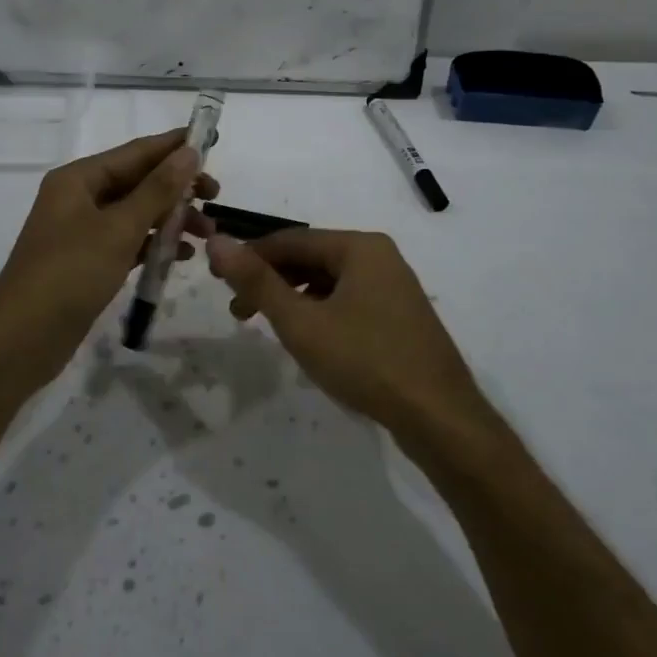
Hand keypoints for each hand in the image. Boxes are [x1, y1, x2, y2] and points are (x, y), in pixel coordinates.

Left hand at [0, 130, 218, 362]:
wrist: (22, 339)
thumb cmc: (71, 273)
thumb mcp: (119, 228)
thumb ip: (158, 190)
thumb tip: (189, 152)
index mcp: (78, 179)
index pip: (135, 152)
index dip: (174, 146)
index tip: (212, 141)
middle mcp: (78, 198)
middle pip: (137, 182)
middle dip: (177, 189)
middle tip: (216, 197)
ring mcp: (82, 231)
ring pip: (136, 213)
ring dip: (170, 218)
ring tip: (206, 234)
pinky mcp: (87, 261)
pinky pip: (128, 241)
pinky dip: (153, 244)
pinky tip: (180, 255)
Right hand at [206, 229, 482, 432]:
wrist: (440, 417)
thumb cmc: (366, 361)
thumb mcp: (302, 323)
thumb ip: (257, 282)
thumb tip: (217, 241)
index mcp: (359, 247)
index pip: (290, 240)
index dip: (250, 257)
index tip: (217, 280)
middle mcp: (379, 256)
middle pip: (311, 258)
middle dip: (271, 281)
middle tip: (238, 312)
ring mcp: (393, 287)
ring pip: (329, 281)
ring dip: (293, 298)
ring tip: (268, 327)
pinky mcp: (399, 316)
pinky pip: (348, 300)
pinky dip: (320, 312)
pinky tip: (307, 338)